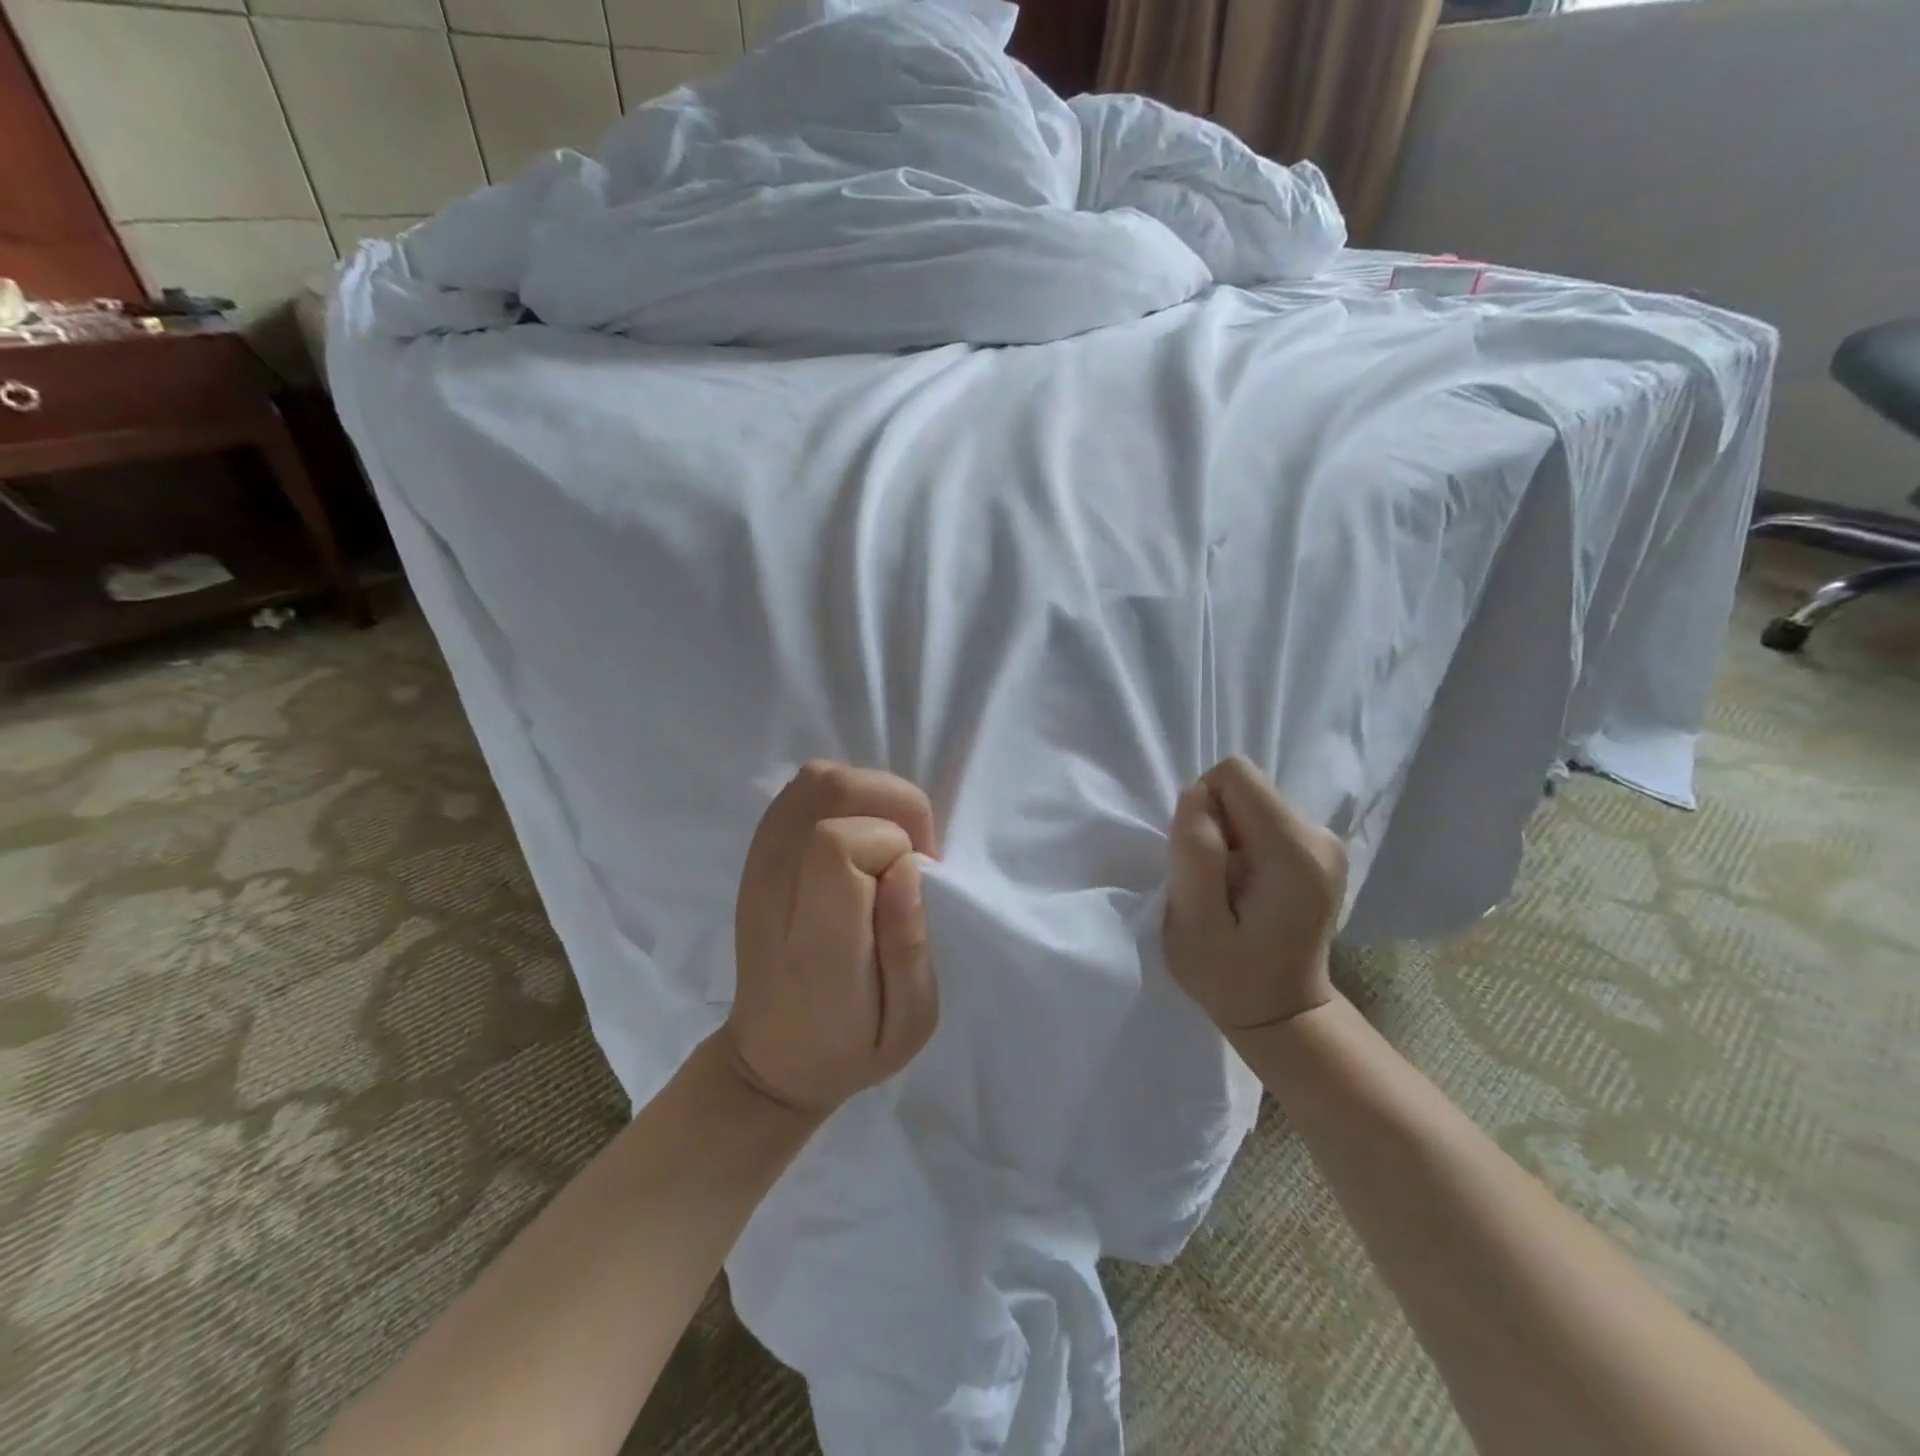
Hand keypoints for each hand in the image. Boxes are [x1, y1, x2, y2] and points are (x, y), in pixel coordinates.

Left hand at [724, 761, 941, 1115]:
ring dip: (870, 795)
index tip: (915, 880)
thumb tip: (906, 864)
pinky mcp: (757, 856)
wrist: (771, 1058)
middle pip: (828, 788)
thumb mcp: (910, 1024)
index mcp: (817, 939)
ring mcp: (760, 865)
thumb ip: (909, 945)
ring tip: (889, 843)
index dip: (893, 844)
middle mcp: (778, 888)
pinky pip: (801, 792)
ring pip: (815, 779)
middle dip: (892, 802)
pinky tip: (860, 839)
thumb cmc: (849, 1048)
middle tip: (913, 852)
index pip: (838, 842)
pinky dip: (844, 797)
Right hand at [1164, 756, 1348, 1034]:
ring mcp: (1327, 842)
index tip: (1202, 859)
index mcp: (1295, 851)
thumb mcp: (1194, 924)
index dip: (1204, 808)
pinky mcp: (1321, 849)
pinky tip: (1248, 888)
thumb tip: (1195, 795)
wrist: (1282, 1011)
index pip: (1235, 775)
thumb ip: (1195, 854)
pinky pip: (1264, 819)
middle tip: (1215, 882)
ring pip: (1252, 802)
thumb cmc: (1230, 976)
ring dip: (1229, 837)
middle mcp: (1321, 835)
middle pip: (1246, 788)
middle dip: (1216, 825)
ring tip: (1231, 889)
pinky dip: (1245, 845)